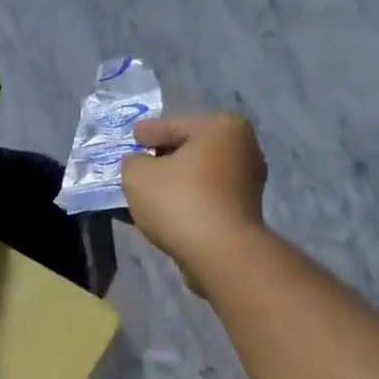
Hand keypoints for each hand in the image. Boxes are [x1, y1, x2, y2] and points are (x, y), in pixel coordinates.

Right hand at [120, 113, 268, 286]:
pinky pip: (204, 200)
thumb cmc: (179, 202)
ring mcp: (246, 183)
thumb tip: (138, 164)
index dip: (147, 133)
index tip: (132, 137)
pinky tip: (161, 214)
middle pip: (189, 151)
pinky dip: (184, 203)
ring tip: (144, 196)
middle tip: (136, 168)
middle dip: (161, 160)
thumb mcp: (138, 175)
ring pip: (196, 178)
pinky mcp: (243, 213)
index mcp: (221, 128)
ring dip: (172, 186)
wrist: (220, 253)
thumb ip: (132, 162)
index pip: (173, 125)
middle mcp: (242, 149)